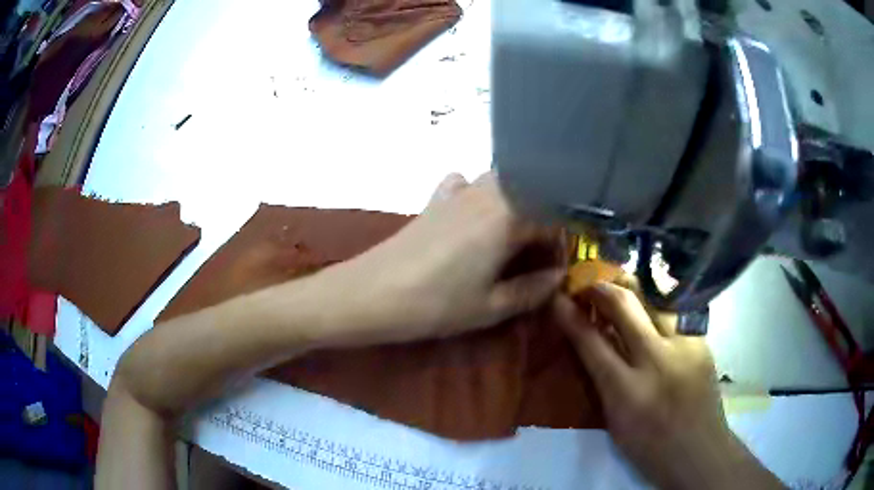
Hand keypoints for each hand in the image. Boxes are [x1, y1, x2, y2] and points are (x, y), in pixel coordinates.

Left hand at [330, 172, 564, 343]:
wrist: (371, 293)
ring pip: (501, 182)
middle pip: (531, 191)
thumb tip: (559, 277)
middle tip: (538, 252)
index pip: (554, 217)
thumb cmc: (435, 304)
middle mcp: (488, 193)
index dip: (563, 241)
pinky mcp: (435, 199)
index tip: (559, 266)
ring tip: (514, 235)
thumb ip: (532, 290)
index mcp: (508, 217)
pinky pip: (465, 182)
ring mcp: (458, 192)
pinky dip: (478, 192)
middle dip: (544, 218)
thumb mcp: (491, 307)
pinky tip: (474, 214)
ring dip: (516, 202)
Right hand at [553, 280, 783, 489]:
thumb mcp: (615, 420)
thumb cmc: (649, 446)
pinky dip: (656, 311)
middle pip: (624, 306)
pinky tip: (652, 315)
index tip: (557, 298)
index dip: (570, 316)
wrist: (699, 449)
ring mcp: (684, 345)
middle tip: (588, 284)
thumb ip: (603, 379)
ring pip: (653, 300)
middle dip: (600, 287)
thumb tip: (593, 340)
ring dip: (631, 292)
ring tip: (619, 290)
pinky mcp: (702, 340)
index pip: (591, 342)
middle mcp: (657, 360)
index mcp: (626, 392)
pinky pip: (673, 315)